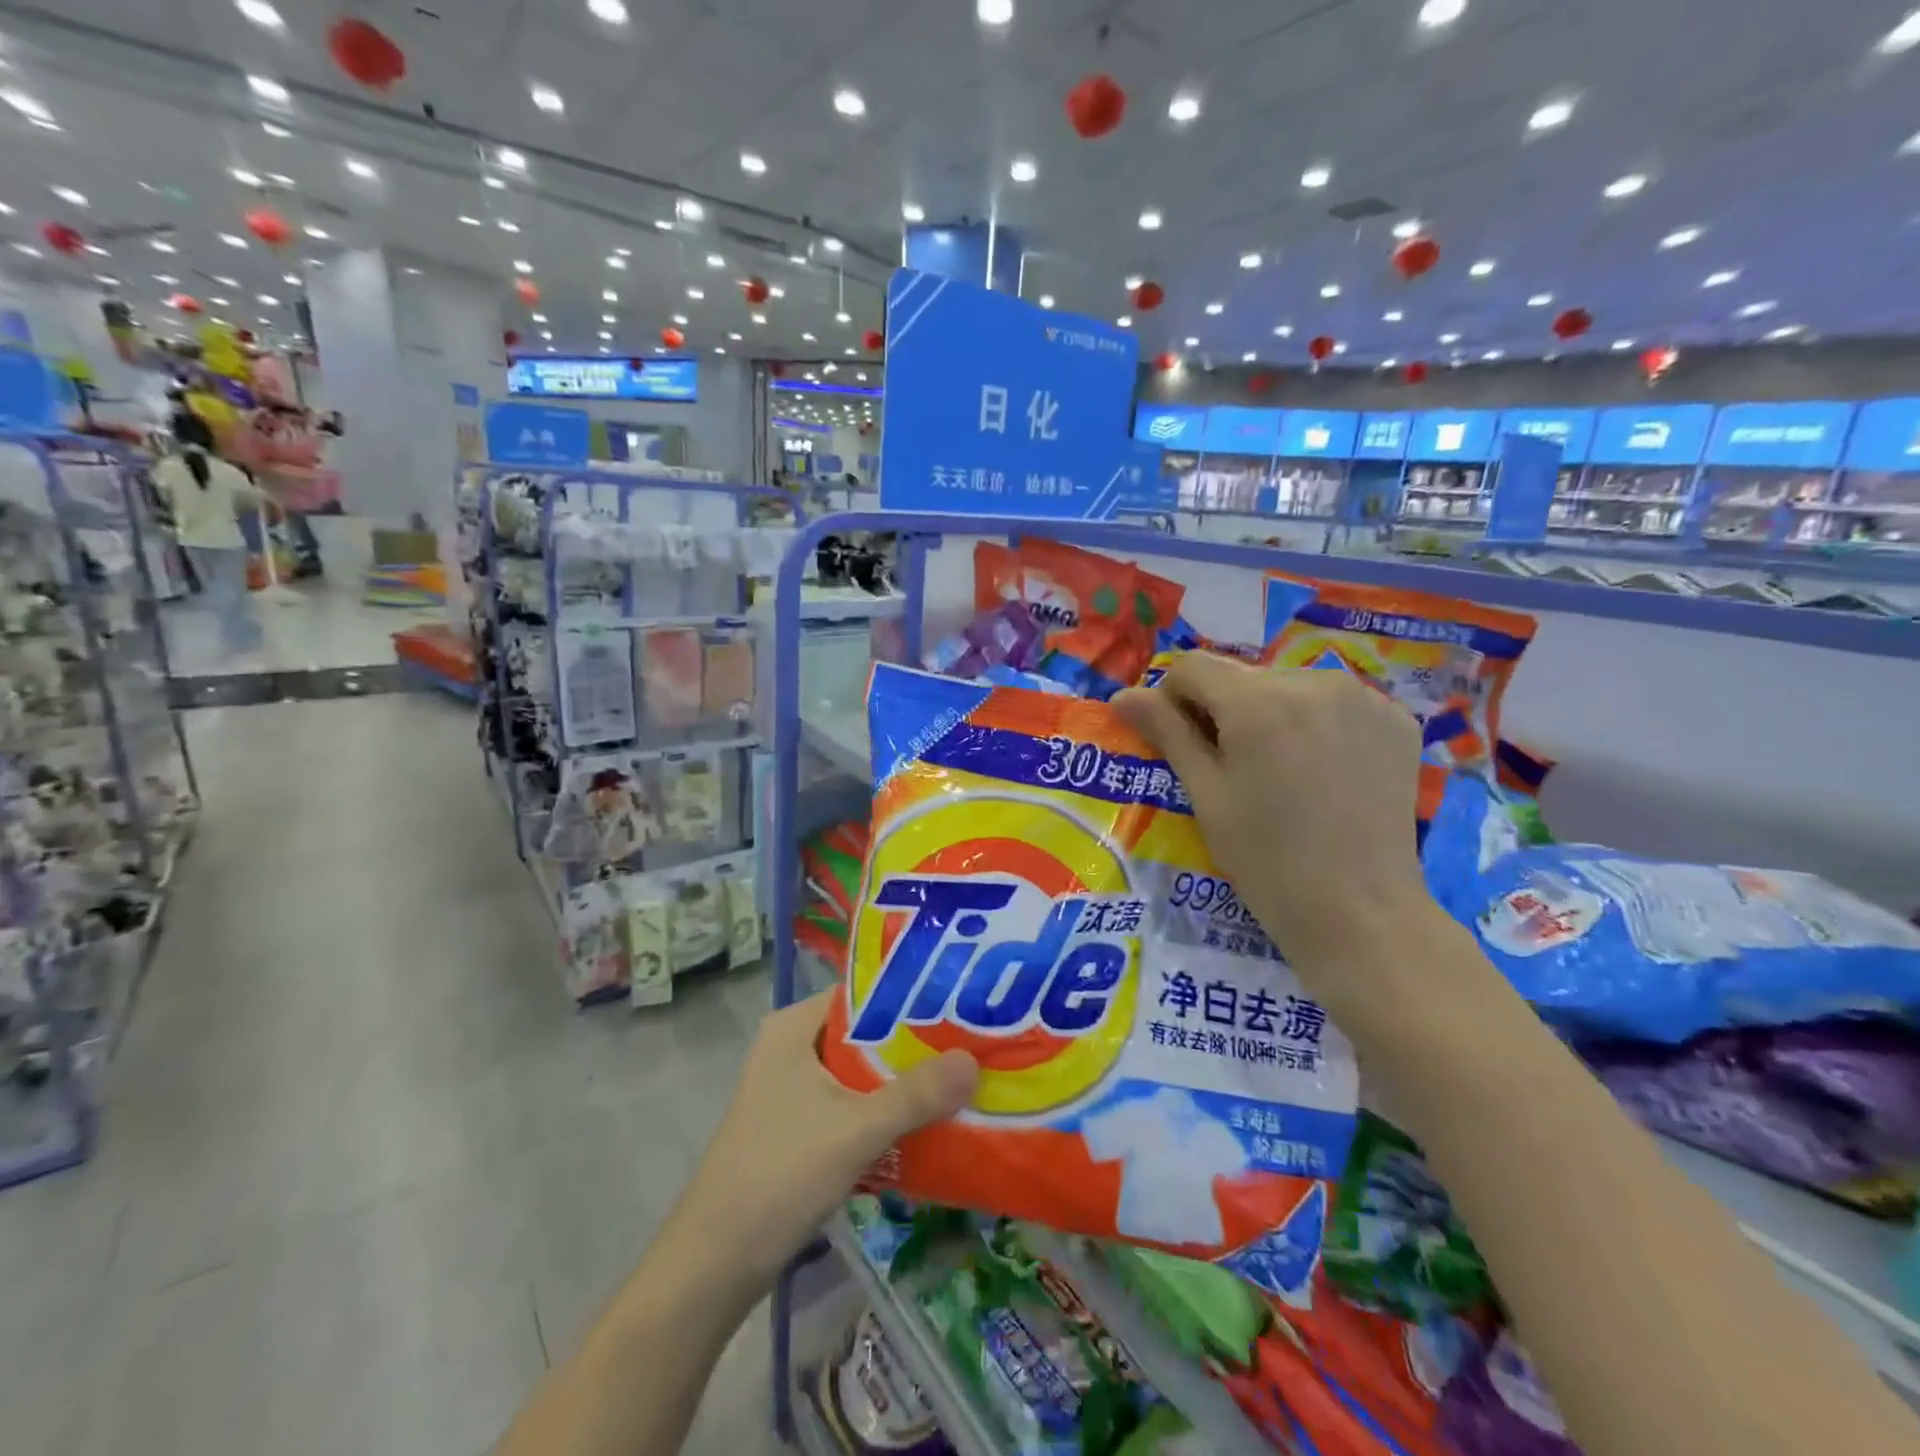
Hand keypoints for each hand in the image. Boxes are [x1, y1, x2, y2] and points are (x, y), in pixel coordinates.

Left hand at [676, 993, 976, 1283]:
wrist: (715, 1264)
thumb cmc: (779, 1175)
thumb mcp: (855, 1129)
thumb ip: (916, 1094)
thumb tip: (973, 1060)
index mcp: (793, 1027)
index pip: (863, 993)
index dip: (911, 996)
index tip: (960, 1003)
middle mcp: (790, 1048)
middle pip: (865, 1033)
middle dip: (914, 1043)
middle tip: (970, 1043)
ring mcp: (791, 1090)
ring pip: (860, 1072)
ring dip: (902, 1081)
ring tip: (959, 1079)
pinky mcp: (796, 1127)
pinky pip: (851, 1104)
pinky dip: (884, 1110)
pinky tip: (925, 1123)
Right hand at [1114, 653, 1430, 977]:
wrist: (1360, 914)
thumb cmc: (1266, 861)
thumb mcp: (1205, 795)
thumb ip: (1166, 732)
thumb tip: (1121, 695)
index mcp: (1259, 701)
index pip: (1192, 667)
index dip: (1173, 700)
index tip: (1184, 746)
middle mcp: (1315, 680)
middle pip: (1242, 676)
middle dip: (1225, 711)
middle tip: (1233, 769)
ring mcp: (1365, 697)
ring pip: (1289, 686)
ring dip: (1271, 715)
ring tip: (1282, 773)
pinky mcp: (1397, 719)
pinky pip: (1335, 703)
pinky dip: (1317, 724)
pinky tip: (1324, 772)